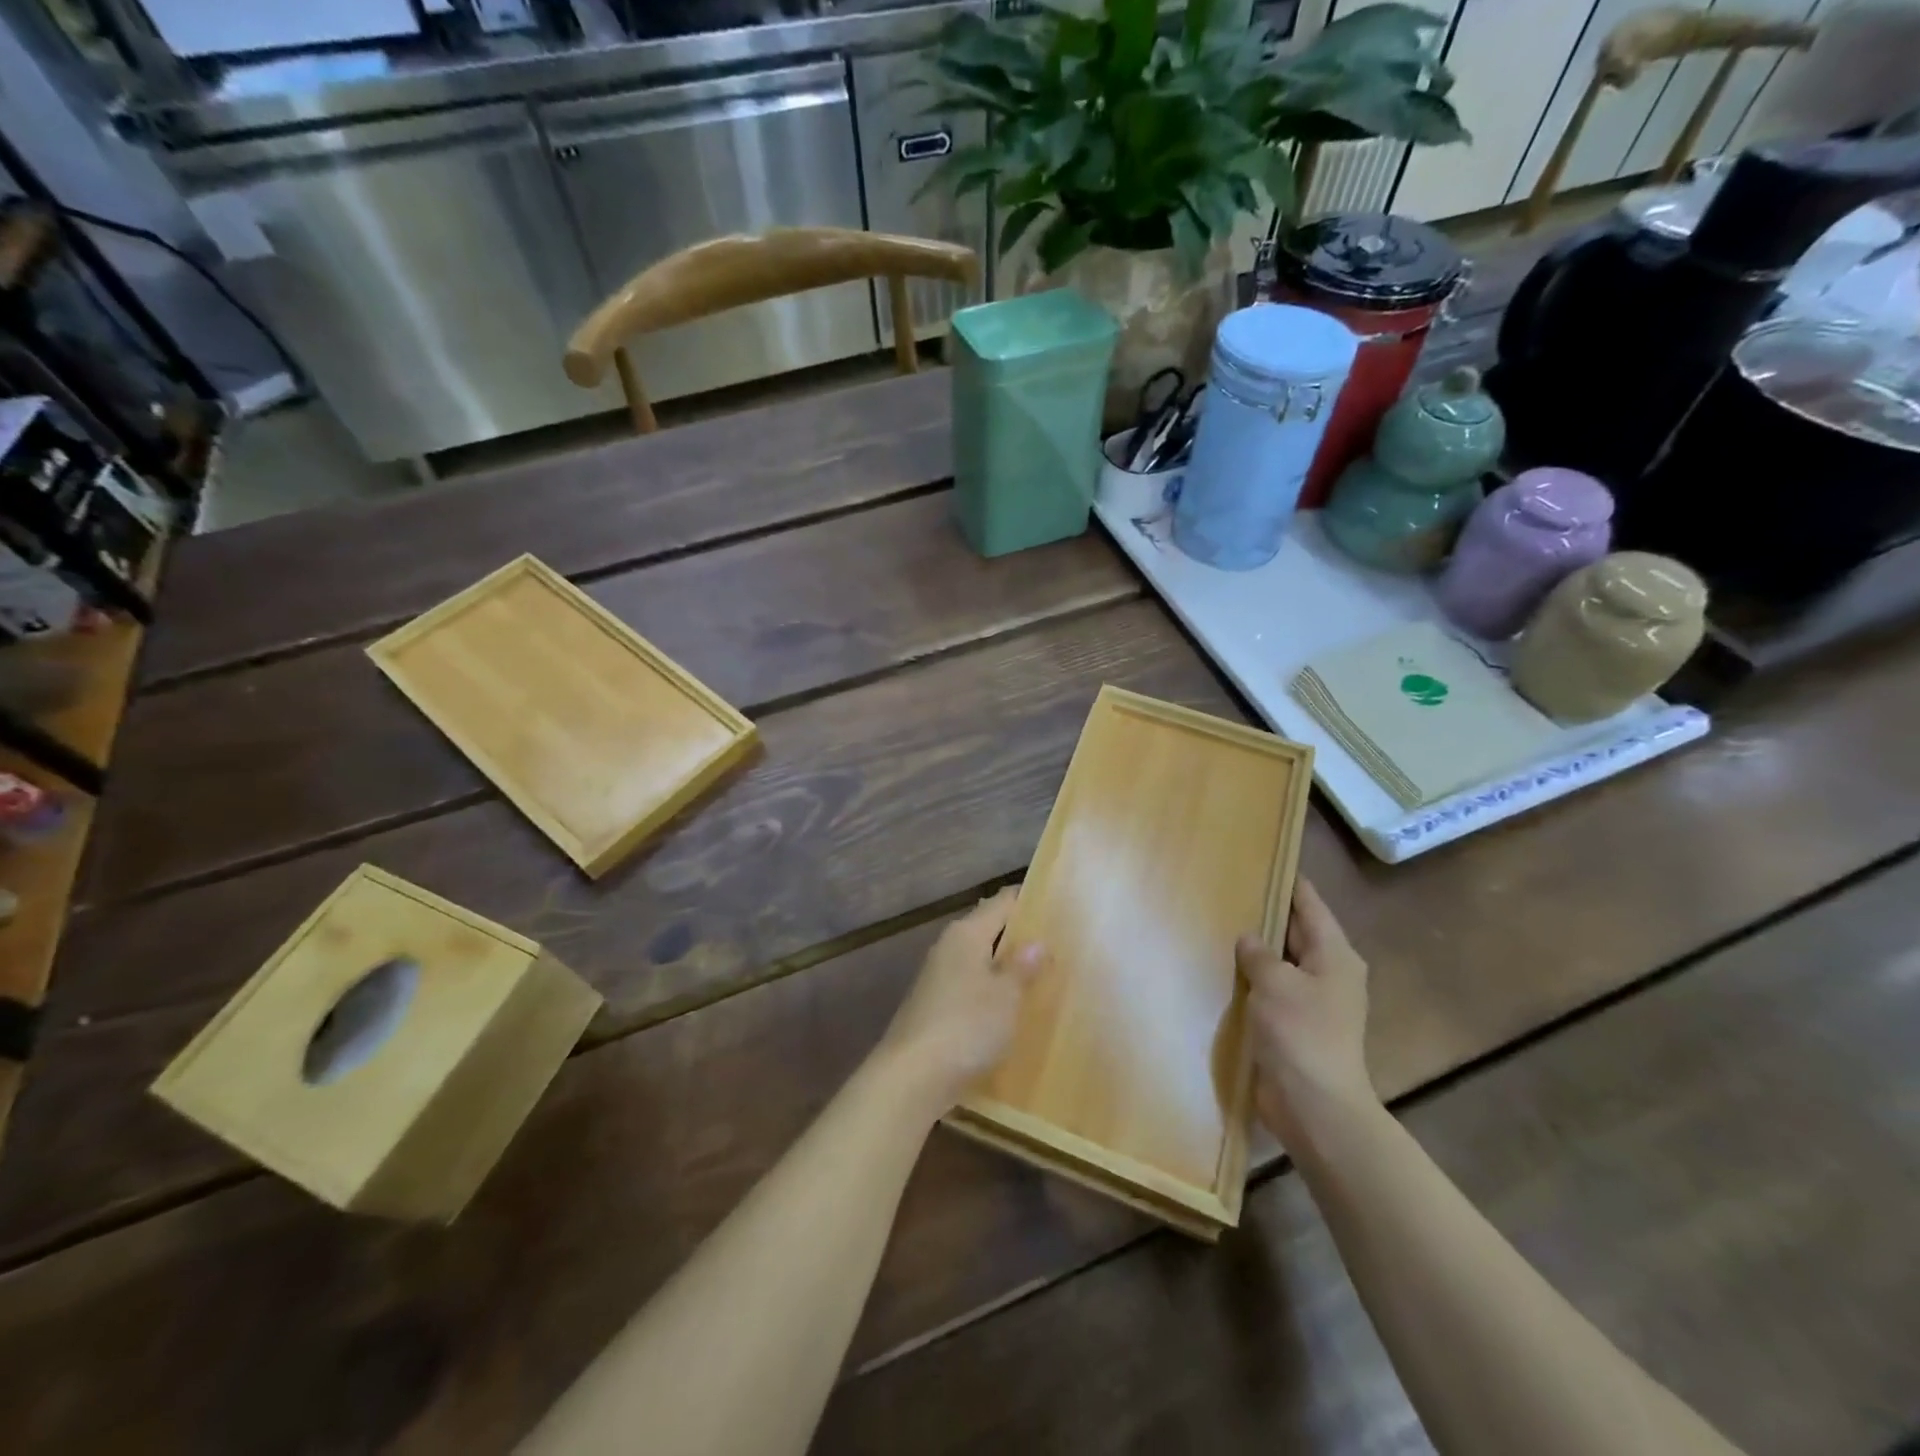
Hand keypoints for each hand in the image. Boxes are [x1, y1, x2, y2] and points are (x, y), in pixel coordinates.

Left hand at [878, 888, 1046, 1115]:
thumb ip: (1021, 967)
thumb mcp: (1005, 997)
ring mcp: (937, 978)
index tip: (1057, 902)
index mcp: (966, 934)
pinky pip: (970, 987)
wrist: (911, 1078)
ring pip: (979, 960)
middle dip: (1019, 935)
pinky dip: (991, 991)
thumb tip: (1037, 941)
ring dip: (1005, 966)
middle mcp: (948, 948)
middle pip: (989, 930)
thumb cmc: (966, 1026)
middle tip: (1058, 941)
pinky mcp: (933, 1007)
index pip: (1001, 902)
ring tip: (1041, 974)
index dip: (1027, 899)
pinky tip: (1010, 1007)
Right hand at [1238, 878, 1375, 1146]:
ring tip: (1220, 923)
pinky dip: (1253, 978)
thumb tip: (1250, 939)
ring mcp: (1313, 1002)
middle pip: (1297, 931)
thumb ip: (1259, 954)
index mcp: (1335, 955)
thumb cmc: (1301, 1034)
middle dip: (1268, 913)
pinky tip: (1224, 969)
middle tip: (1230, 888)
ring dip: (1257, 949)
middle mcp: (1329, 973)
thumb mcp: (1275, 983)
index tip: (1265, 858)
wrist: (1315, 1107)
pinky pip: (1272, 990)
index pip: (1310, 904)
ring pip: (1282, 962)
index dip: (1289, 881)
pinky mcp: (1295, 1026)